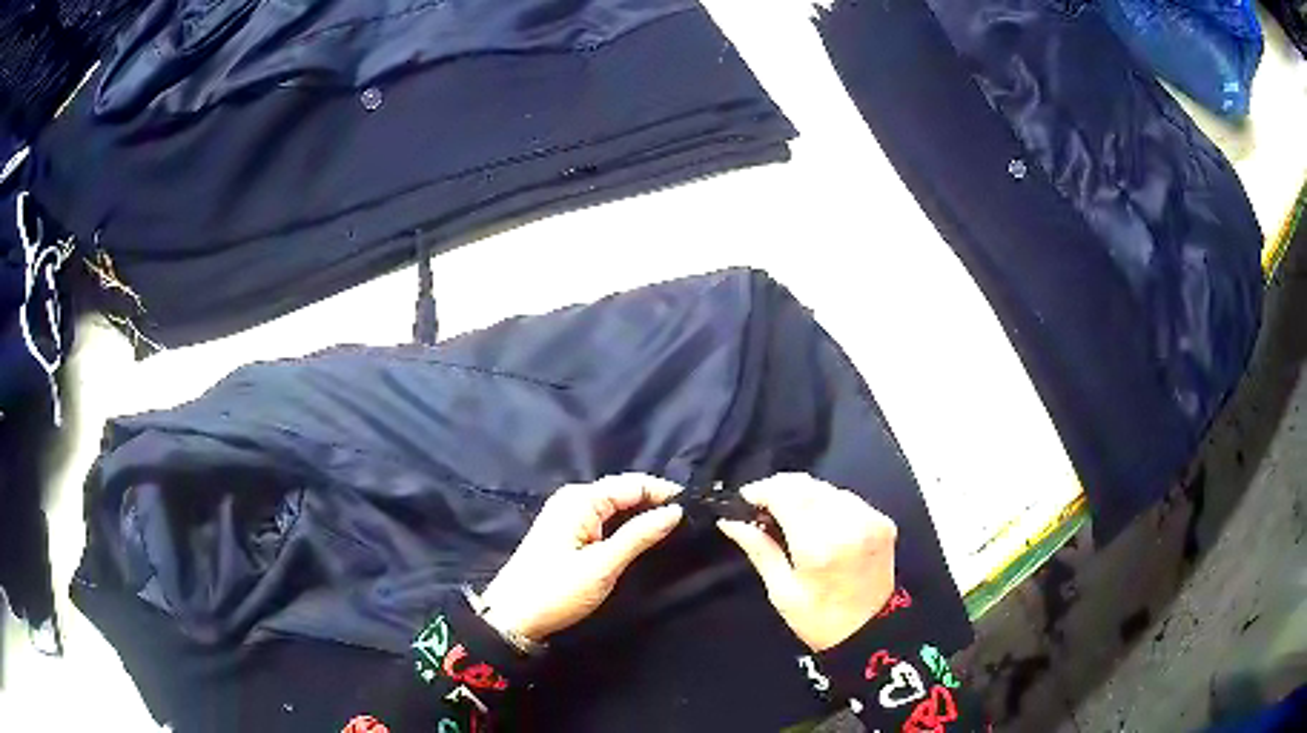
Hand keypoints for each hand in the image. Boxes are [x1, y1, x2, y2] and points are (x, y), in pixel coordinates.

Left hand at [479, 474, 682, 641]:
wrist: (512, 617)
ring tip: (675, 529)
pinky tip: (643, 538)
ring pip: (616, 507)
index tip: (698, 507)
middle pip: (624, 492)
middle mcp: (574, 499)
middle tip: (691, 520)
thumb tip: (675, 510)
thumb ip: (639, 535)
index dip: (665, 492)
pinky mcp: (567, 532)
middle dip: (656, 502)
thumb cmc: (557, 590)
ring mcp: (568, 515)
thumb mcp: (603, 565)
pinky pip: (604, 520)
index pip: (633, 484)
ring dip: (642, 515)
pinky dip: (626, 526)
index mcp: (581, 499)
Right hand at [717, 473, 896, 651]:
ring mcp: (869, 520)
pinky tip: (818, 522)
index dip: (762, 490)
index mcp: (818, 546)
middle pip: (807, 485)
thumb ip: (759, 549)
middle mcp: (847, 525)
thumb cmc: (819, 619)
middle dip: (780, 488)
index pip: (786, 495)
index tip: (745, 498)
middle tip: (762, 506)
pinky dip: (828, 503)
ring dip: (804, 494)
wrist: (872, 632)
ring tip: (788, 514)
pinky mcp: (883, 521)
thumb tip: (729, 521)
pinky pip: (848, 498)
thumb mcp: (781, 591)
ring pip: (827, 488)